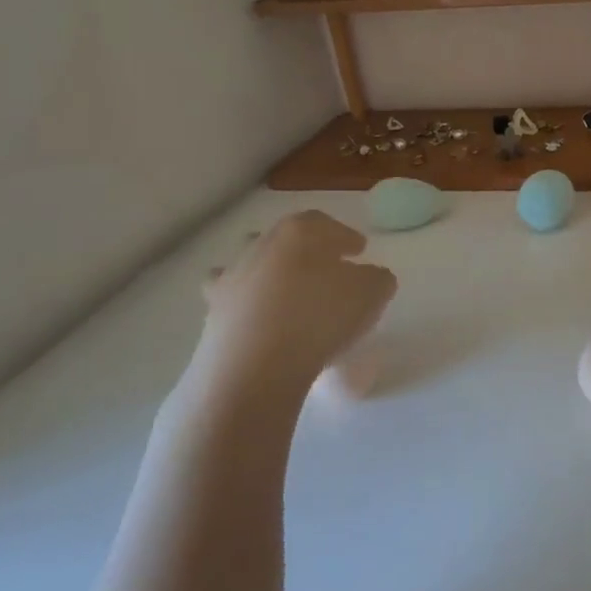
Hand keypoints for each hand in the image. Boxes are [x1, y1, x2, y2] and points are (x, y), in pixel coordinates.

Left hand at [195, 211, 394, 400]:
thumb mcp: (373, 293)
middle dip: (307, 251)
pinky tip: (263, 321)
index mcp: (300, 231)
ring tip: (292, 296)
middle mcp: (261, 245)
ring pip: (255, 265)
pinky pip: (234, 300)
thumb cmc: (321, 317)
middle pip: (287, 239)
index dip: (344, 236)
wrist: (255, 366)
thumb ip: (377, 278)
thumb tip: (368, 277)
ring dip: (273, 274)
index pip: (326, 224)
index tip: (359, 250)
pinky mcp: (213, 312)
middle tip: (327, 270)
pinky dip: (248, 305)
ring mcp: (232, 277)